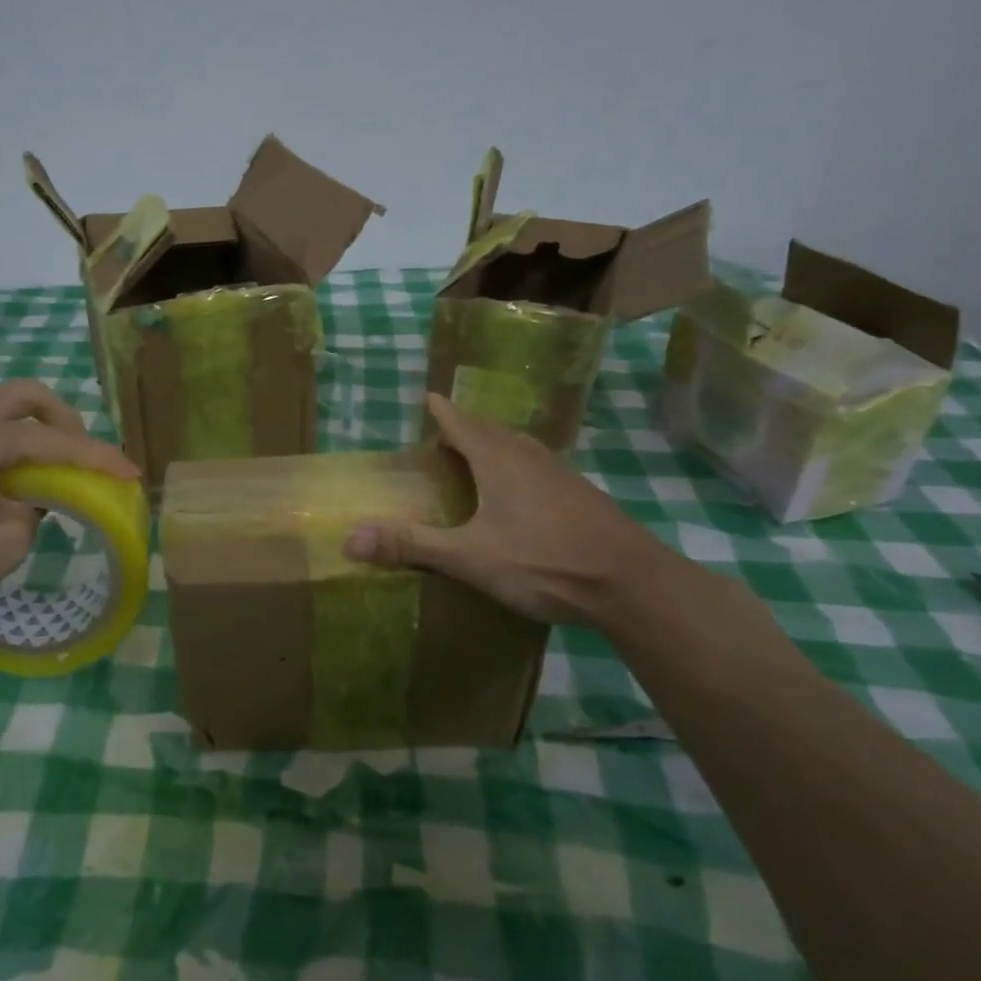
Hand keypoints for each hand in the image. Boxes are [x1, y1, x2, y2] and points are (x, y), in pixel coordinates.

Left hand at [0, 380, 138, 632]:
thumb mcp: (0, 547)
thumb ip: (34, 512)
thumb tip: (34, 497)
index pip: (54, 440)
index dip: (99, 457)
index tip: (131, 472)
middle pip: (25, 395)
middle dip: (63, 418)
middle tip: (77, 453)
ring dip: (26, 430)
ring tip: (37, 471)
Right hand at [343, 393, 667, 622]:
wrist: (631, 583)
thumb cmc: (543, 561)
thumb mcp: (469, 557)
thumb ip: (412, 545)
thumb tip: (350, 538)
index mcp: (498, 460)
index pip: (461, 422)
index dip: (441, 411)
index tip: (427, 398)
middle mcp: (529, 456)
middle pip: (490, 429)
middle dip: (465, 426)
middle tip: (443, 434)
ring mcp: (561, 473)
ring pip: (519, 446)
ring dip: (494, 444)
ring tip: (477, 456)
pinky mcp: (581, 494)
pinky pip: (538, 466)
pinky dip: (518, 465)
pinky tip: (520, 491)